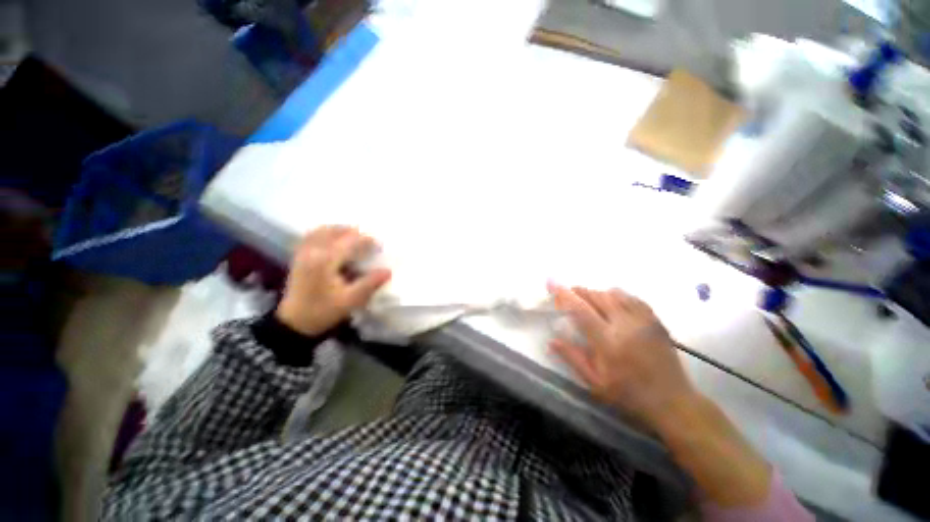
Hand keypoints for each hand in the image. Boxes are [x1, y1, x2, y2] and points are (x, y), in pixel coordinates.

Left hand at [276, 226, 391, 335]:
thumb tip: (388, 271)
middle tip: (369, 241)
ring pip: (322, 230)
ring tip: (354, 238)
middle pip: (335, 230)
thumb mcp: (350, 300)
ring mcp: (303, 252)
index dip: (367, 240)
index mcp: (325, 260)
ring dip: (340, 230)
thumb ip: (370, 283)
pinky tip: (334, 241)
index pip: (350, 240)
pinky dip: (326, 233)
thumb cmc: (323, 311)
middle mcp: (313, 251)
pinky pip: (312, 236)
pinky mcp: (299, 256)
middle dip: (354, 232)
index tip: (380, 245)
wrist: (293, 323)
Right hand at [548, 284, 697, 431]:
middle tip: (569, 293)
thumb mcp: (595, 382)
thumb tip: (552, 340)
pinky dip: (617, 295)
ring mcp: (643, 321)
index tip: (552, 283)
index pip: (581, 310)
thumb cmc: (629, 395)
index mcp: (608, 342)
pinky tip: (612, 301)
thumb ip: (573, 358)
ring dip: (597, 292)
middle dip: (580, 291)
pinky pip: (632, 298)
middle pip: (598, 297)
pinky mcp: (655, 321)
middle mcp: (626, 326)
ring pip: (615, 294)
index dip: (564, 295)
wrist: (672, 402)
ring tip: (588, 298)